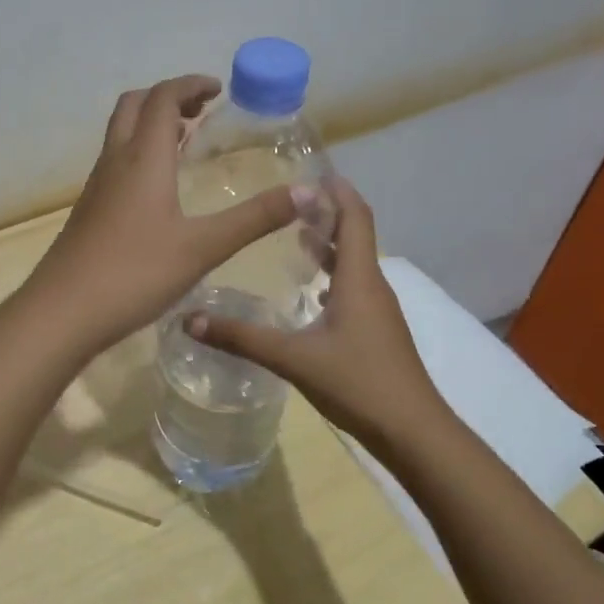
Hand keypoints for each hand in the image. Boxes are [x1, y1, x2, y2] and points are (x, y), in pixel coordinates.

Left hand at [21, 75, 300, 355]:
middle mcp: (116, 161)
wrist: (62, 312)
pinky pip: (116, 161)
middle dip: (168, 97)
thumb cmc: (135, 274)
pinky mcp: (89, 209)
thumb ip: (255, 218)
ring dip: (151, 123)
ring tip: (186, 139)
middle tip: (201, 109)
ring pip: (121, 133)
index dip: (190, 84)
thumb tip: (309, 193)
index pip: (163, 98)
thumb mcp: (203, 247)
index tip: (219, 89)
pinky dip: (140, 152)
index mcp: (144, 159)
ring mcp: (97, 186)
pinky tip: (159, 187)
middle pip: (135, 105)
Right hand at [186, 176, 450, 448]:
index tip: (309, 171)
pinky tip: (309, 289)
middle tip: (289, 199)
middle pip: (355, 234)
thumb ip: (241, 338)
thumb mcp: (293, 359)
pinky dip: (332, 273)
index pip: (355, 217)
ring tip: (294, 232)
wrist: (414, 433)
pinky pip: (354, 286)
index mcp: (359, 278)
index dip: (336, 190)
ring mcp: (378, 310)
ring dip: (329, 243)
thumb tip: (189, 319)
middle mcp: (372, 286)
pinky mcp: (376, 331)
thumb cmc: (358, 383)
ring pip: (354, 262)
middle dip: (326, 212)